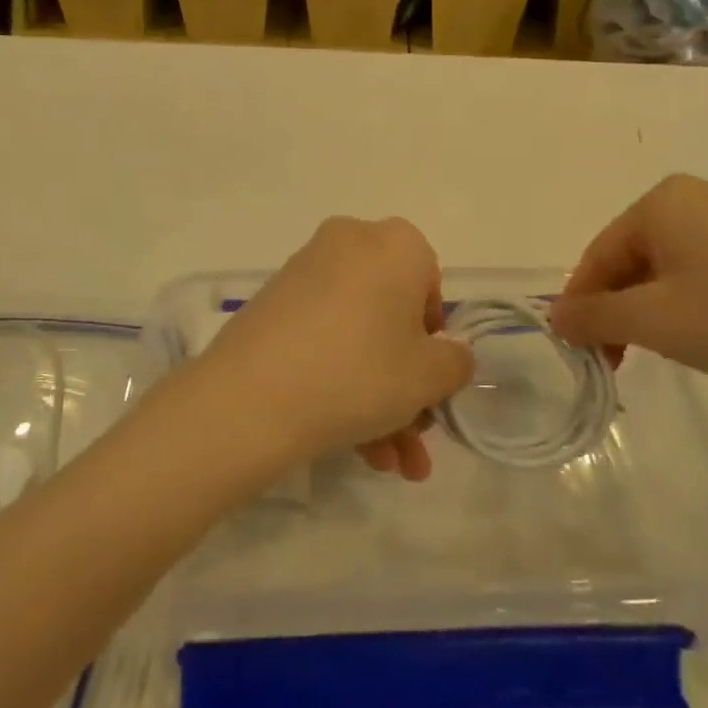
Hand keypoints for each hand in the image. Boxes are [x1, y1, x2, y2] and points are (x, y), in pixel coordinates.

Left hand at [197, 217, 475, 480]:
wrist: (252, 397)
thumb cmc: (361, 371)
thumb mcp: (429, 376)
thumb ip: (455, 362)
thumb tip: (448, 355)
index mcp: (395, 243)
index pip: (431, 285)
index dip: (435, 339)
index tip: (429, 381)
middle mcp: (349, 244)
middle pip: (391, 317)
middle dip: (407, 385)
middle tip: (412, 437)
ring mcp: (305, 273)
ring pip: (358, 336)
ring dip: (378, 401)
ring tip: (385, 464)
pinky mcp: (272, 305)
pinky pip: (323, 338)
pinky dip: (340, 383)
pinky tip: (352, 447)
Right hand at [549, 176, 707, 406]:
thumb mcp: (653, 322)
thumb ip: (593, 316)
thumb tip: (555, 316)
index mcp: (664, 200)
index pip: (600, 253)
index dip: (581, 302)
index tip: (576, 348)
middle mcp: (698, 196)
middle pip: (633, 256)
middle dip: (618, 307)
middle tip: (614, 358)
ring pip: (670, 264)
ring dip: (650, 308)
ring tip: (656, 351)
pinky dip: (689, 302)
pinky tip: (703, 335)